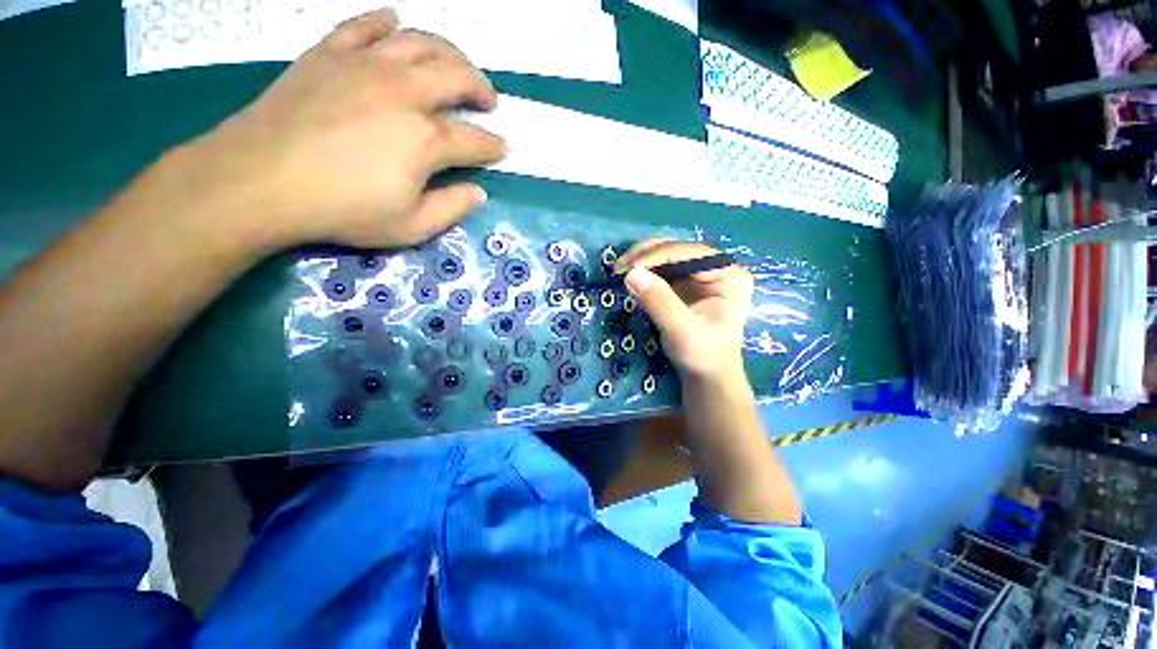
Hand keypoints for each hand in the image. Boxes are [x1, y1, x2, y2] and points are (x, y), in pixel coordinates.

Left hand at [182, 9, 505, 249]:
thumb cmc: (342, 210)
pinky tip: (395, 23)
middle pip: (457, 76)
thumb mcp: (410, 227)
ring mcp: (366, 65)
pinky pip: (364, 26)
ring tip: (456, 65)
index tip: (502, 149)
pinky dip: (385, 22)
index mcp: (427, 139)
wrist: (259, 180)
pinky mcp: (330, 54)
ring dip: (449, 52)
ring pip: (421, 42)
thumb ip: (452, 209)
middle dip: (482, 88)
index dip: (494, 146)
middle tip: (488, 100)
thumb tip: (479, 193)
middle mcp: (405, 92)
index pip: (476, 139)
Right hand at [617, 240, 752, 382]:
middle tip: (619, 268)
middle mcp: (717, 268)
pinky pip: (662, 270)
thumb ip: (659, 301)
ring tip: (619, 271)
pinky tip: (629, 278)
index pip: (689, 252)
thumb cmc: (703, 356)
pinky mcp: (686, 284)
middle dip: (645, 255)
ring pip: (666, 256)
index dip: (656, 255)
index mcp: (728, 274)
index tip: (628, 268)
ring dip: (641, 261)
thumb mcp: (682, 330)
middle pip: (677, 249)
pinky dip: (644, 272)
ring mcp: (701, 275)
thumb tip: (631, 273)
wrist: (707, 377)